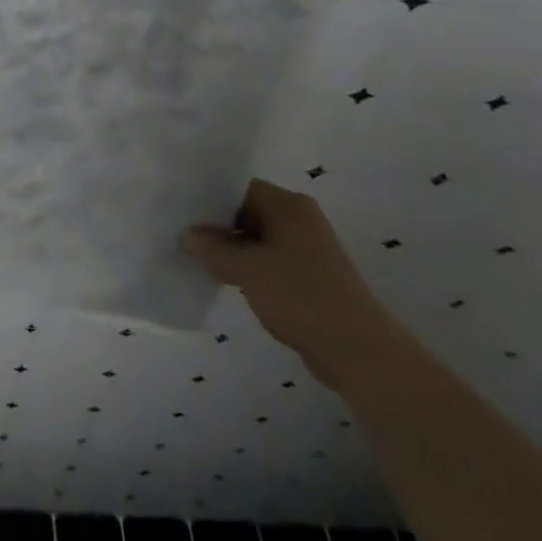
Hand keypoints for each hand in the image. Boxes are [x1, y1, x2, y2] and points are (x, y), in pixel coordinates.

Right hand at [185, 178, 399, 387]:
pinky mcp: (311, 278)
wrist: (358, 352)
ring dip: (233, 250)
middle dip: (219, 226)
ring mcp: (308, 250)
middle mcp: (300, 220)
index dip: (210, 198)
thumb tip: (188, 236)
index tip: (183, 212)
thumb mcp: (247, 270)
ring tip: (199, 258)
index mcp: (289, 206)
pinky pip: (271, 262)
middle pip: (248, 212)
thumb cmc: (300, 296)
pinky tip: (226, 280)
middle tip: (184, 235)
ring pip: (258, 239)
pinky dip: (250, 268)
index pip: (240, 188)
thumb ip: (214, 250)